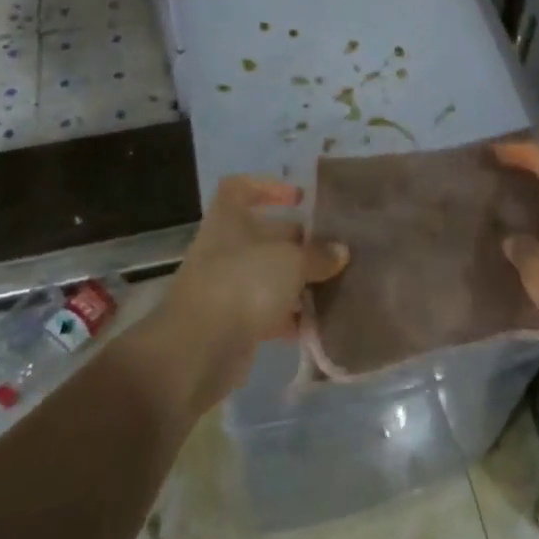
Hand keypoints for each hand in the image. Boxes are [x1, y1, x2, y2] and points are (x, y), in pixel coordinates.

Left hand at [156, 175, 346, 408]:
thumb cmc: (243, 283)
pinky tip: (318, 323)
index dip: (267, 187)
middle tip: (334, 251)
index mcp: (228, 220)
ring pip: (268, 276)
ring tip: (334, 287)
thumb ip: (318, 255)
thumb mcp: (291, 261)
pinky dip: (290, 317)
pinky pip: (267, 313)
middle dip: (299, 243)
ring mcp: (226, 288)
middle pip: (264, 236)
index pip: (239, 188)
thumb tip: (340, 252)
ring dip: (298, 282)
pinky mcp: (232, 325)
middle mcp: (224, 249)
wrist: (198, 351)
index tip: (299, 199)